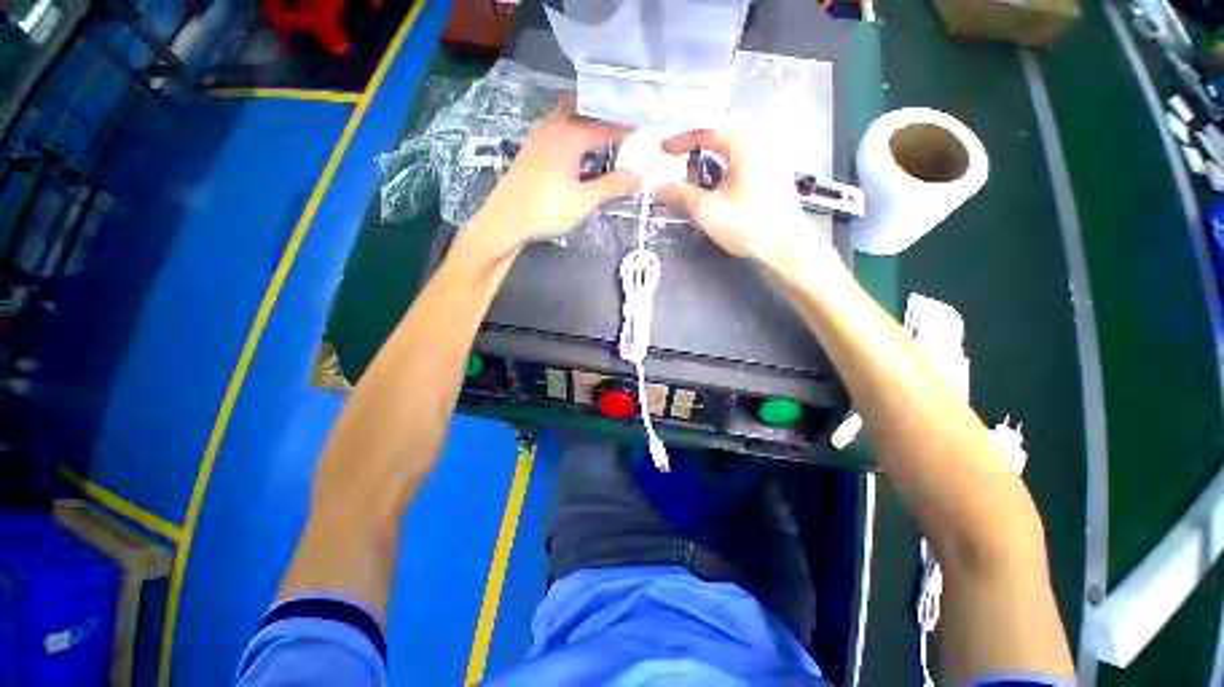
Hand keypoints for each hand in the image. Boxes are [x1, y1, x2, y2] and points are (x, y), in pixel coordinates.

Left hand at [468, 99, 640, 257]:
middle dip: (606, 117)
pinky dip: (572, 127)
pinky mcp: (531, 146)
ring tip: (603, 133)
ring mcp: (539, 134)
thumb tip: (640, 177)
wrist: (505, 219)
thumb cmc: (546, 209)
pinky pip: (556, 125)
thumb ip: (612, 186)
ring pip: (568, 114)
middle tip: (625, 127)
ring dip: (587, 119)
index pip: (606, 125)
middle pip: (586, 112)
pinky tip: (576, 145)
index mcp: (571, 135)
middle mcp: (555, 126)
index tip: (645, 128)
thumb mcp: (584, 201)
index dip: (627, 127)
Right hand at [656, 128, 832, 267]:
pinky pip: (746, 151)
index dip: (680, 140)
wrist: (784, 246)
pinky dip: (728, 157)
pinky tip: (718, 174)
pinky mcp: (776, 167)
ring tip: (695, 163)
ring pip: (735, 140)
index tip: (663, 150)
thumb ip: (680, 194)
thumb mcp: (707, 210)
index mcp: (745, 140)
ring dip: (713, 149)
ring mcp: (772, 151)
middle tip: (678, 153)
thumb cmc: (747, 225)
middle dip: (698, 140)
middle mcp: (761, 137)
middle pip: (722, 128)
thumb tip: (658, 190)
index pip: (706, 129)